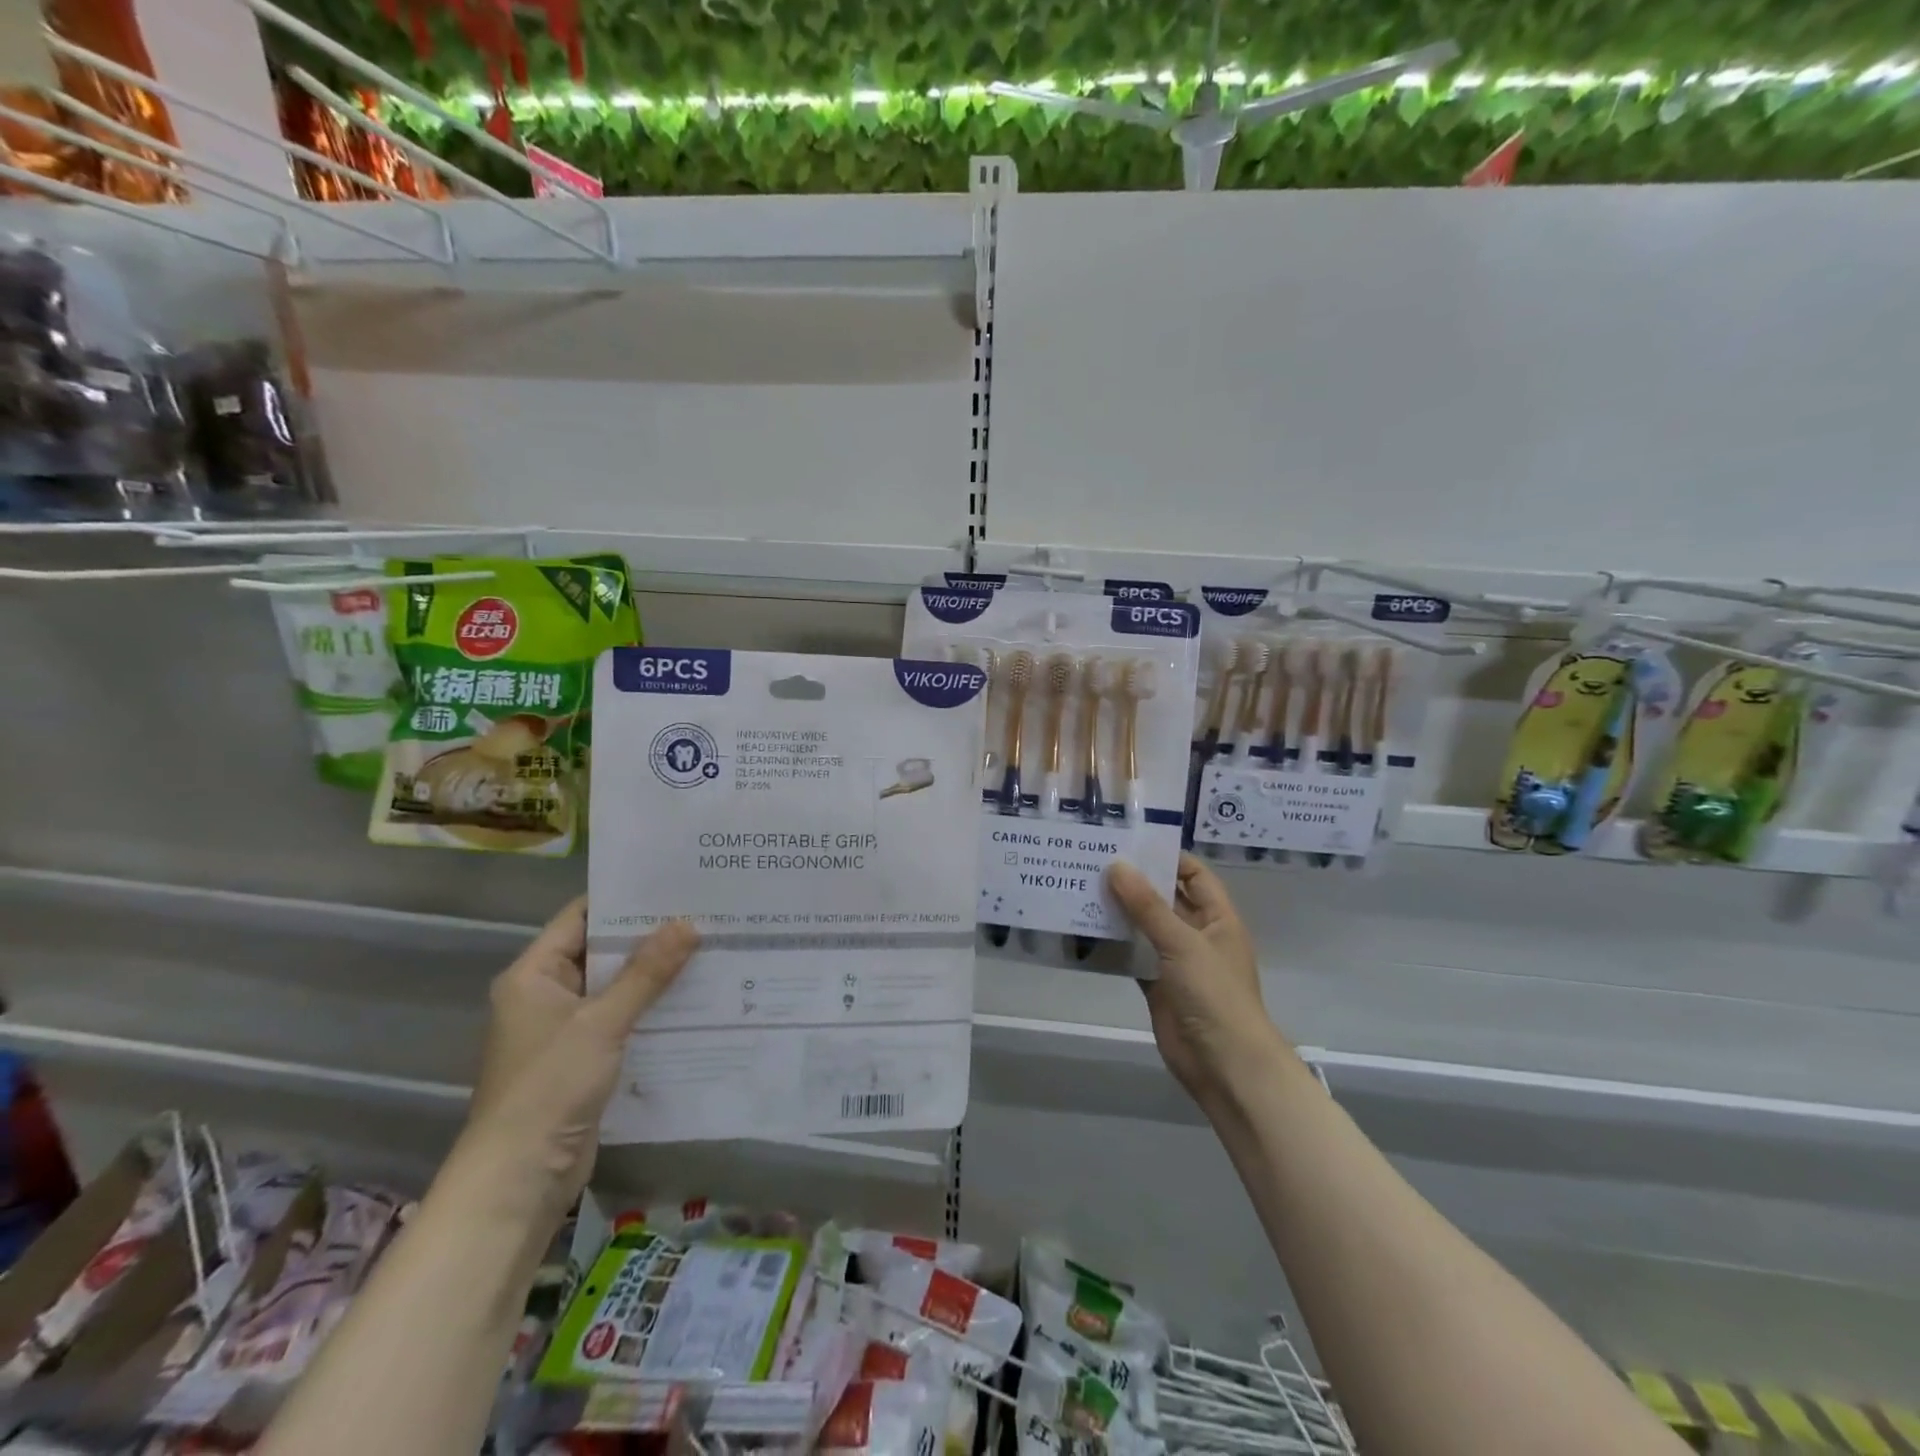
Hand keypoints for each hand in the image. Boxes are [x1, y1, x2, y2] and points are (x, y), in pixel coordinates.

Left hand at [463, 897, 698, 1224]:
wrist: (520, 1178)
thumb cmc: (549, 1087)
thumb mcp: (602, 1022)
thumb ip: (646, 973)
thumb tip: (688, 923)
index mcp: (534, 974)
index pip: (581, 917)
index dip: (623, 898)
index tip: (671, 883)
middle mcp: (547, 994)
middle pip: (602, 950)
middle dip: (649, 935)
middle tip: (702, 911)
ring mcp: (566, 1028)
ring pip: (617, 986)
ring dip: (655, 973)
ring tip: (708, 946)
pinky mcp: (585, 1058)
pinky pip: (623, 1019)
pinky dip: (651, 1007)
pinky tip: (694, 996)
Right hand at [1107, 854, 1285, 1102]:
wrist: (1224, 1065)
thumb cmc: (1214, 995)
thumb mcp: (1182, 943)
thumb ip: (1147, 906)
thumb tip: (1116, 866)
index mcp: (1217, 918)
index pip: (1194, 875)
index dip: (1167, 857)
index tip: (1129, 843)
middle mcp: (1197, 934)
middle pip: (1165, 898)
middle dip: (1134, 882)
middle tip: (1094, 860)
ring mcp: (1176, 961)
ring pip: (1144, 927)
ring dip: (1119, 911)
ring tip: (1082, 886)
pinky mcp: (1156, 985)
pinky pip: (1132, 956)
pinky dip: (1113, 944)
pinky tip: (1084, 929)